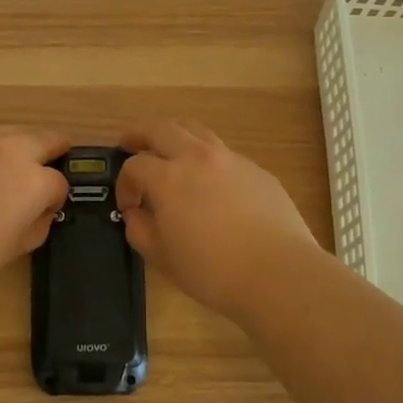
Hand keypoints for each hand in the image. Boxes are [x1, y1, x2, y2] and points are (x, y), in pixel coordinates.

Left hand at [0, 126, 70, 298]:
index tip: (46, 209)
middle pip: (45, 138)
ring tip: (14, 164)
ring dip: (21, 144)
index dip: (55, 198)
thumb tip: (40, 210)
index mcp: (35, 180)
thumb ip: (39, 221)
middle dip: (52, 152)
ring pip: (13, 130)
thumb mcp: (19, 246)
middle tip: (48, 167)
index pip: (59, 182)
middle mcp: (13, 150)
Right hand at [116, 120, 320, 320]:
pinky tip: (211, 182)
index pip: (134, 166)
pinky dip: (207, 158)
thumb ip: (139, 229)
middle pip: (161, 129)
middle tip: (129, 144)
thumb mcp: (161, 257)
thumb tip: (136, 213)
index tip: (128, 206)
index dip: (124, 184)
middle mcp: (197, 157)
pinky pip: (224, 153)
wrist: (277, 273)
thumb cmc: (211, 270)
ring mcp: (230, 159)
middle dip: (139, 135)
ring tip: (169, 151)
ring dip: (175, 135)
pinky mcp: (257, 170)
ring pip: (195, 130)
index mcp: (168, 177)